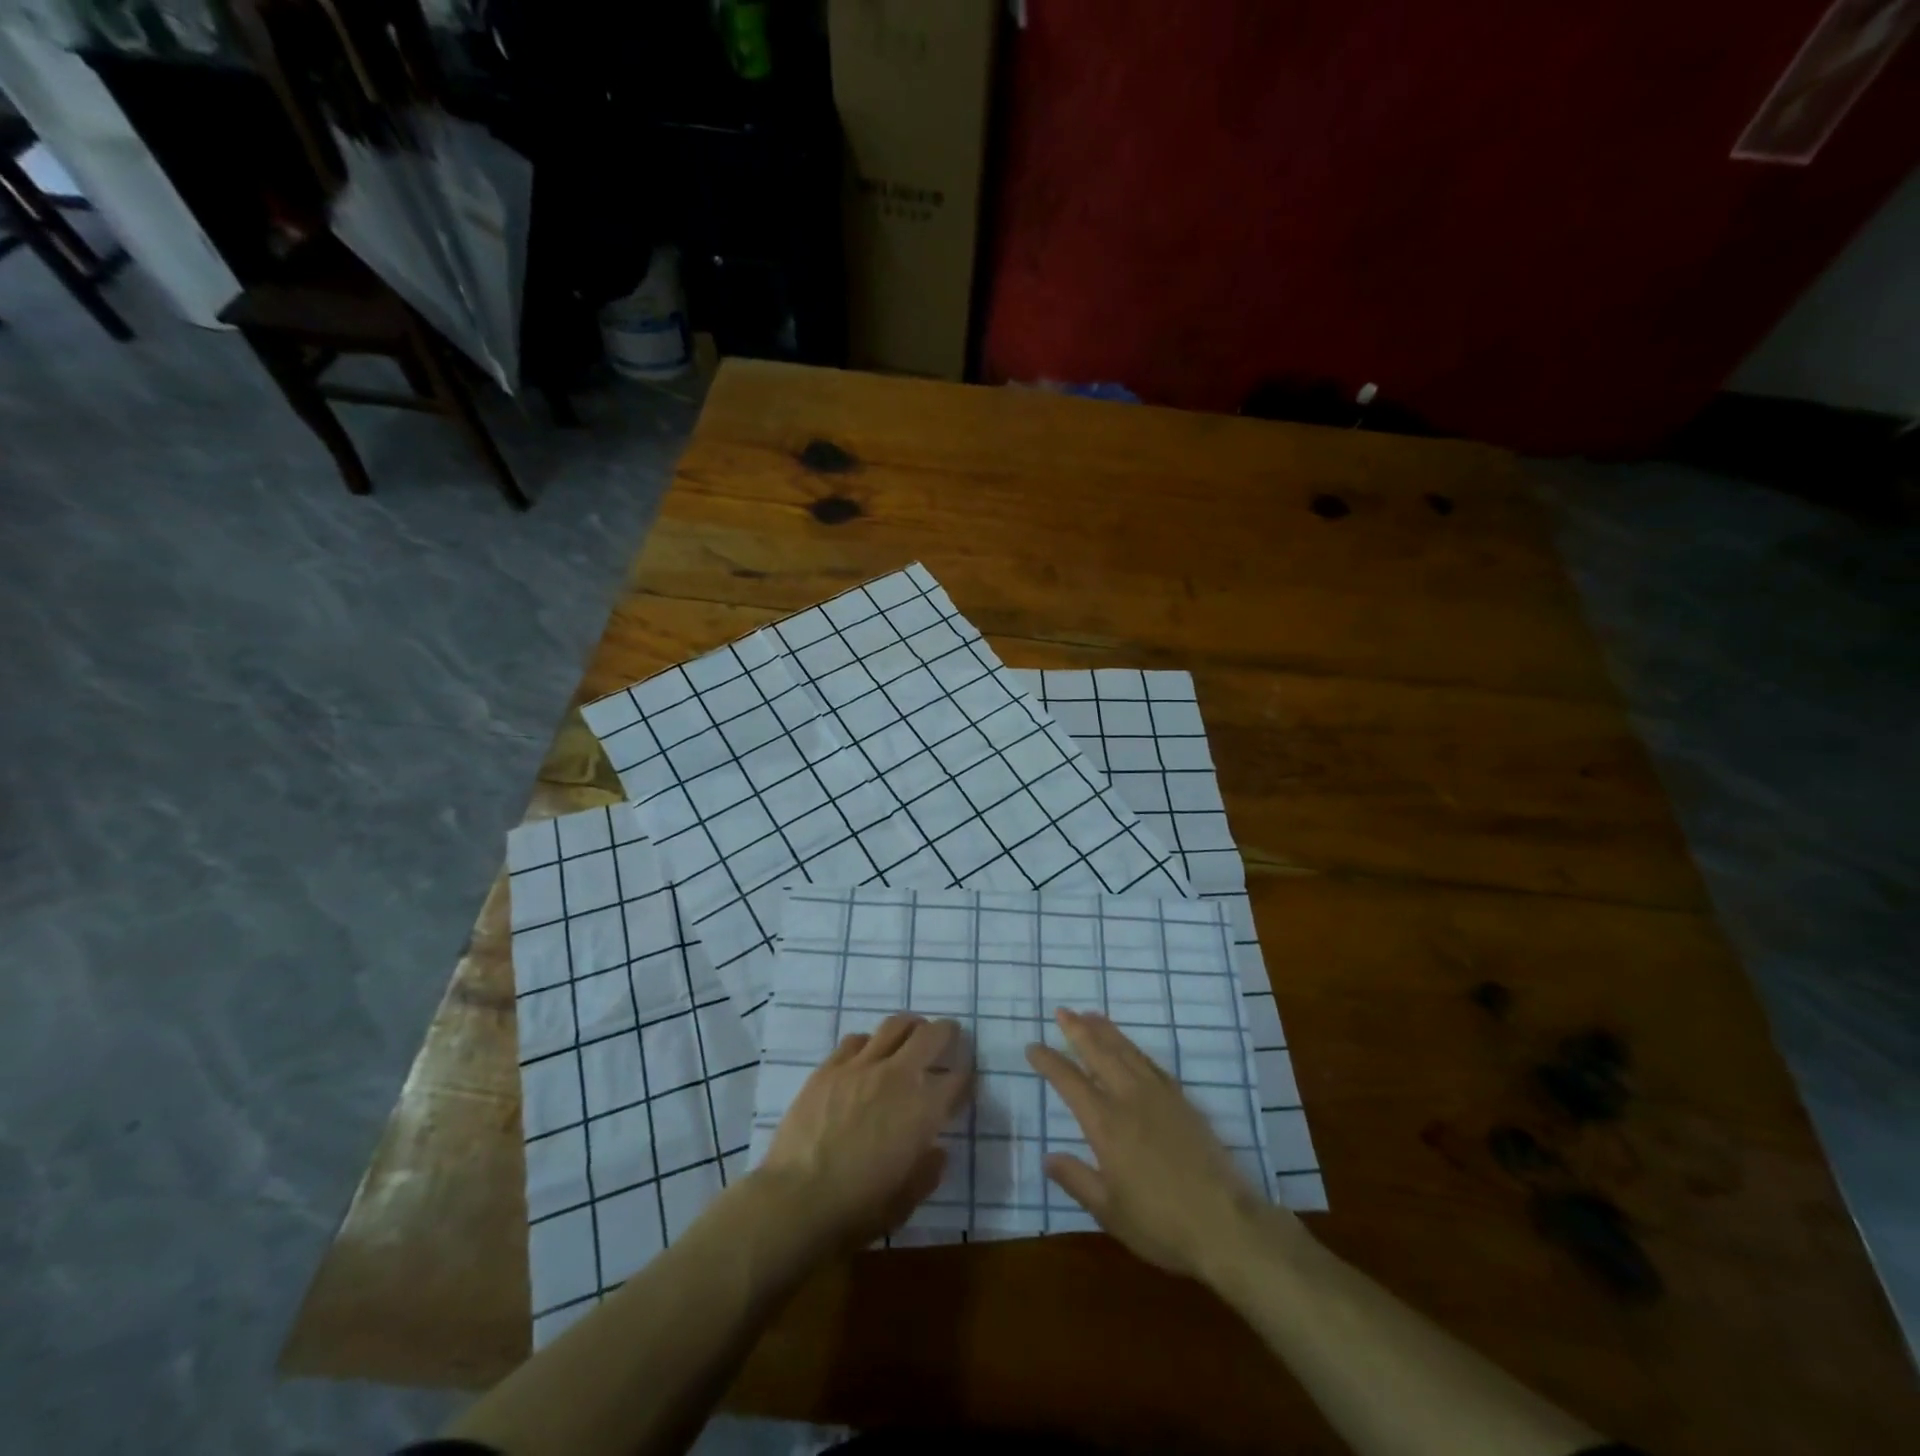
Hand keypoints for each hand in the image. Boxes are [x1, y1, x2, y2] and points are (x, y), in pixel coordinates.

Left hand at [757, 1013, 971, 1254]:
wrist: (796, 1201)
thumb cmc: (857, 1209)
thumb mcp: (906, 1201)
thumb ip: (928, 1170)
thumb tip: (935, 1150)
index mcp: (924, 1108)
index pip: (958, 1077)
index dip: (966, 1077)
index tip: (963, 1083)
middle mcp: (898, 1076)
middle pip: (932, 1035)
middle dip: (947, 1033)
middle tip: (948, 1039)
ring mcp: (861, 1066)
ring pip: (895, 1025)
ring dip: (910, 1028)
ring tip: (911, 1036)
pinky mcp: (829, 1067)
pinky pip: (856, 1039)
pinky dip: (870, 1043)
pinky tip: (867, 1057)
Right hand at [1027, 1007, 1286, 1279]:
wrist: (1225, 1223)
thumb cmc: (1161, 1223)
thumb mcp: (1109, 1211)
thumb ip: (1077, 1180)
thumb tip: (1048, 1157)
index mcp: (1106, 1124)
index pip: (1070, 1082)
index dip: (1050, 1062)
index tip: (1033, 1047)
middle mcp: (1130, 1099)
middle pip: (1099, 1053)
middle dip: (1078, 1031)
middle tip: (1062, 1012)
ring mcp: (1159, 1096)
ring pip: (1127, 1052)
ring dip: (1106, 1031)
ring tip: (1091, 1015)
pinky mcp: (1183, 1102)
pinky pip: (1152, 1064)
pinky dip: (1134, 1049)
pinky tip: (1130, 1049)